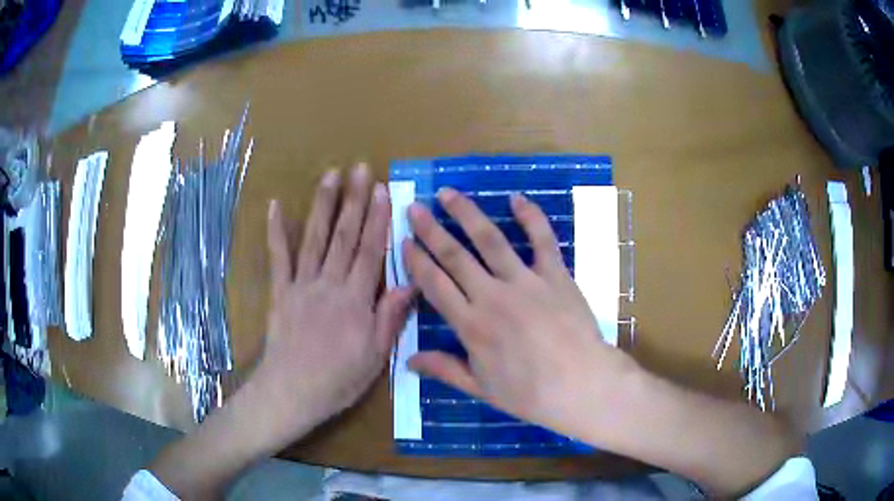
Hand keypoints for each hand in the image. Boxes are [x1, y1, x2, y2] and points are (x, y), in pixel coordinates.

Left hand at [251, 164, 412, 446]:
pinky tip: (274, 206)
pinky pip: (277, 258)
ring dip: (323, 205)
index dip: (378, 219)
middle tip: (360, 168)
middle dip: (354, 200)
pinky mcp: (280, 292)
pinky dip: (276, 231)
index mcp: (355, 301)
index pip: (371, 251)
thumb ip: (390, 317)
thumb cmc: (338, 380)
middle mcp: (329, 284)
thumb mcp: (375, 357)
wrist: (291, 393)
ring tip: (330, 175)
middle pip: (344, 236)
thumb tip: (410, 282)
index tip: (384, 189)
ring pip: (314, 238)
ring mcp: (301, 285)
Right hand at [404, 188, 637, 437]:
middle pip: (455, 256)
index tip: (404, 241)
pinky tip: (516, 198)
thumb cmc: (530, 393)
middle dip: (431, 230)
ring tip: (448, 193)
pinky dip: (530, 216)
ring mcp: (525, 281)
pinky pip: (542, 239)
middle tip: (414, 208)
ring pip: (490, 240)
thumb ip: (445, 369)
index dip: (416, 262)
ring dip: (467, 214)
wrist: (582, 385)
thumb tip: (409, 361)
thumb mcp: (481, 388)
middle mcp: (492, 296)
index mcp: (471, 326)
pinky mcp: (555, 274)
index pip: (434, 285)